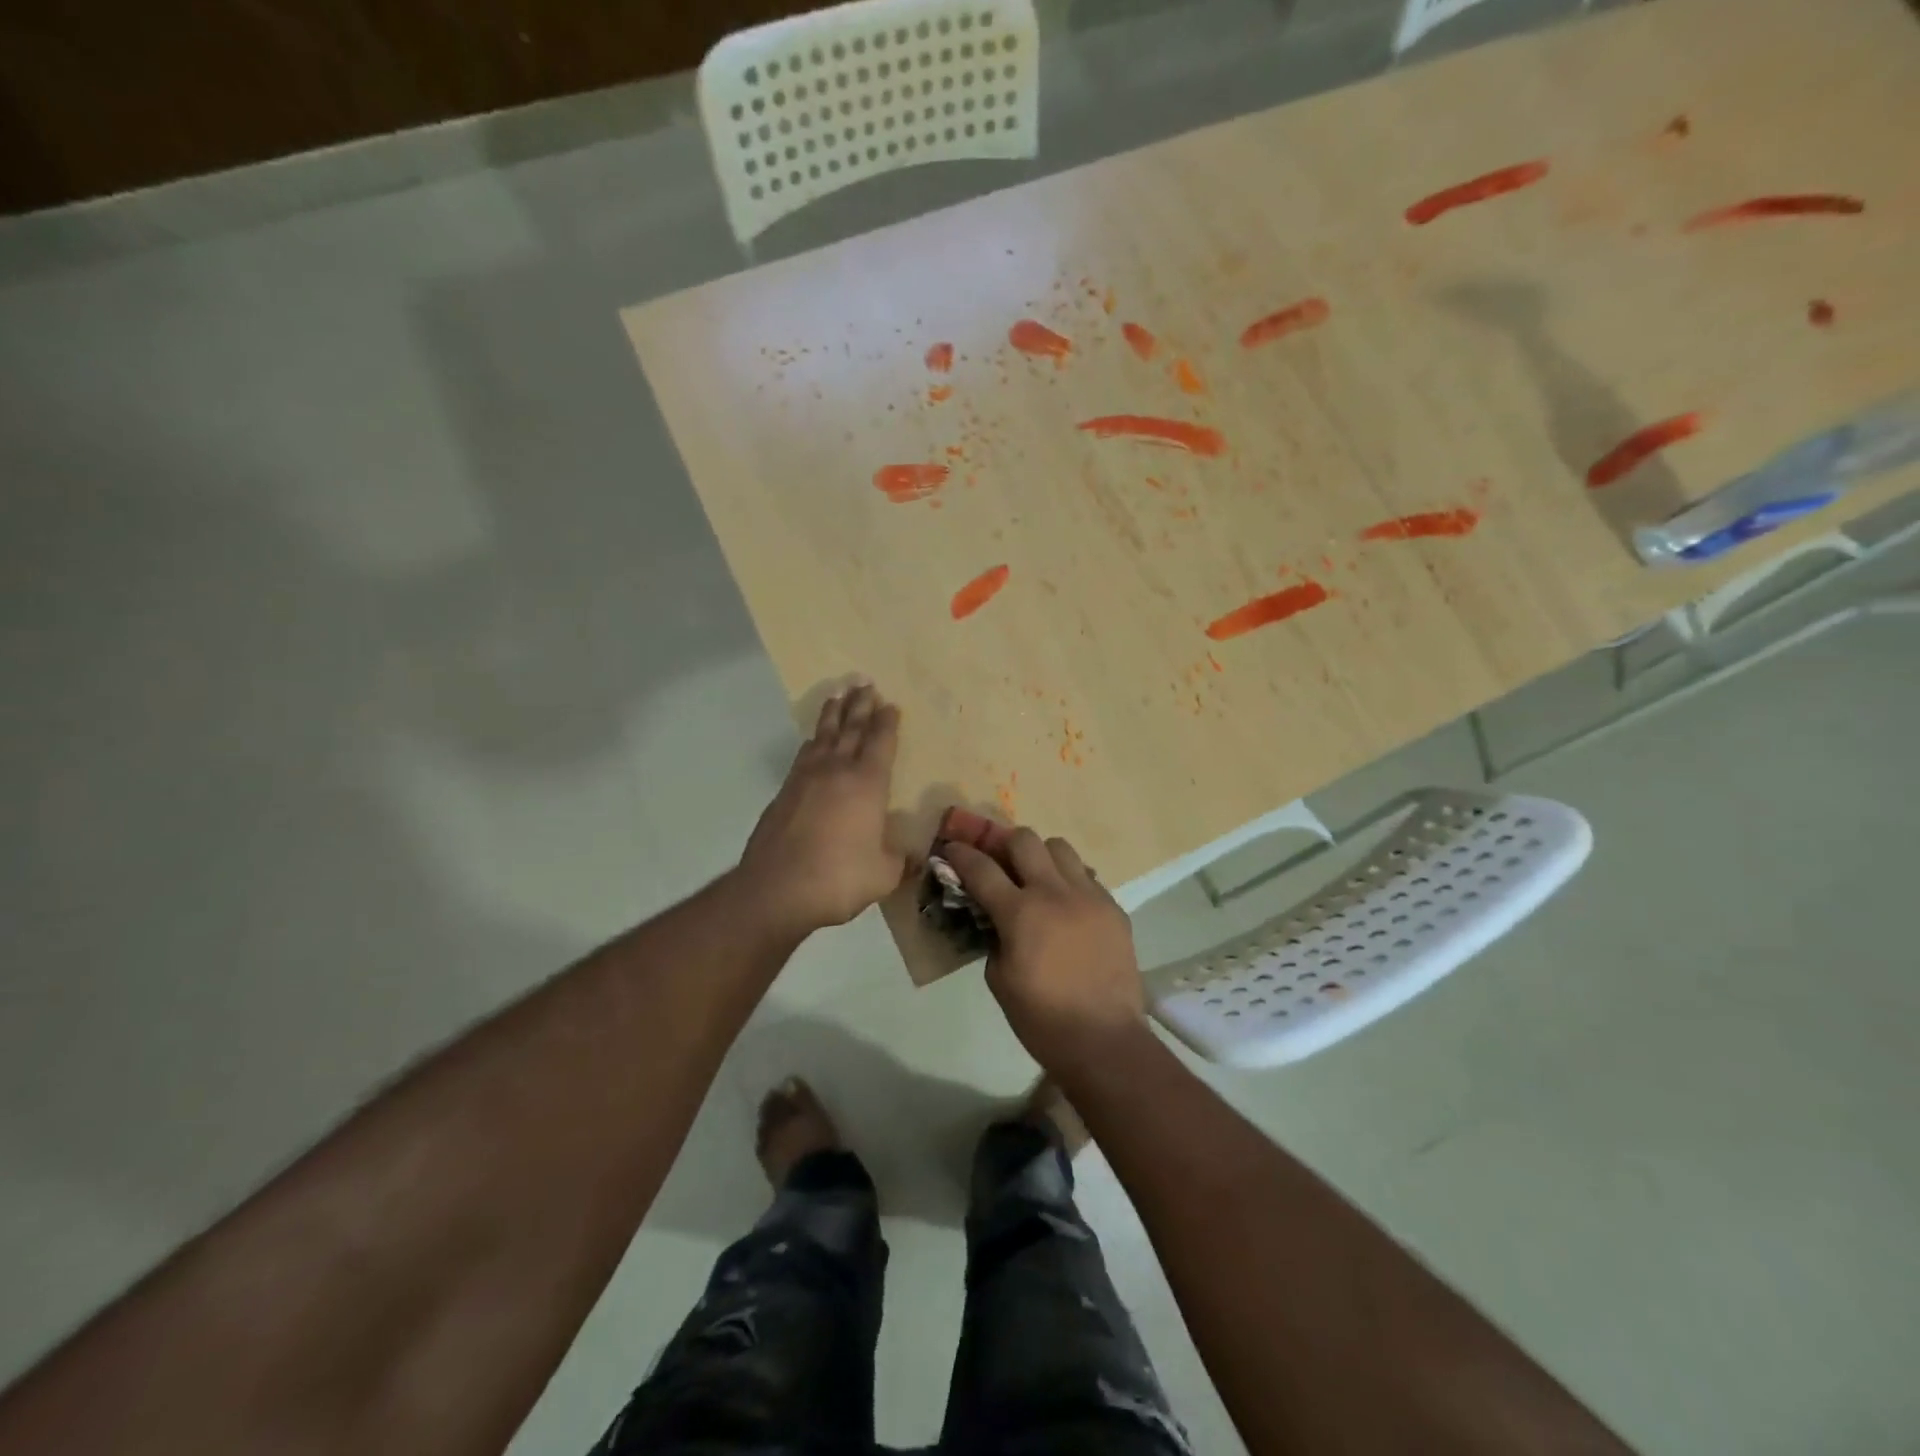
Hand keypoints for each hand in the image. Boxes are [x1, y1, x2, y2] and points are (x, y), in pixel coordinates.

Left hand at [738, 682, 904, 935]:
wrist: (776, 890)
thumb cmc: (839, 878)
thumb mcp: (884, 874)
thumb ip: (900, 861)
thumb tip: (912, 858)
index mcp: (867, 783)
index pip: (880, 742)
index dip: (887, 722)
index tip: (891, 705)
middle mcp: (836, 771)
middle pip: (851, 728)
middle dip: (861, 706)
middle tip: (865, 684)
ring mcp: (806, 779)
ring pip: (824, 736)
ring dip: (833, 715)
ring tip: (839, 696)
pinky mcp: (784, 793)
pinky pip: (804, 755)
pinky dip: (814, 740)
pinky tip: (814, 740)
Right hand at [944, 829, 1146, 1073]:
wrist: (1104, 1041)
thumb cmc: (1042, 1019)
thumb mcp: (999, 979)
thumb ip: (993, 937)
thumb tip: (995, 917)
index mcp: (1020, 912)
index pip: (982, 868)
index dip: (961, 854)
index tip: (951, 848)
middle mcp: (1055, 893)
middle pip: (1024, 839)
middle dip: (1003, 844)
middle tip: (997, 861)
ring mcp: (1089, 896)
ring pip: (1060, 848)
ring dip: (1041, 856)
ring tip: (1036, 879)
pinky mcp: (1114, 908)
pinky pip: (1087, 876)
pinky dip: (1069, 881)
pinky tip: (1066, 907)